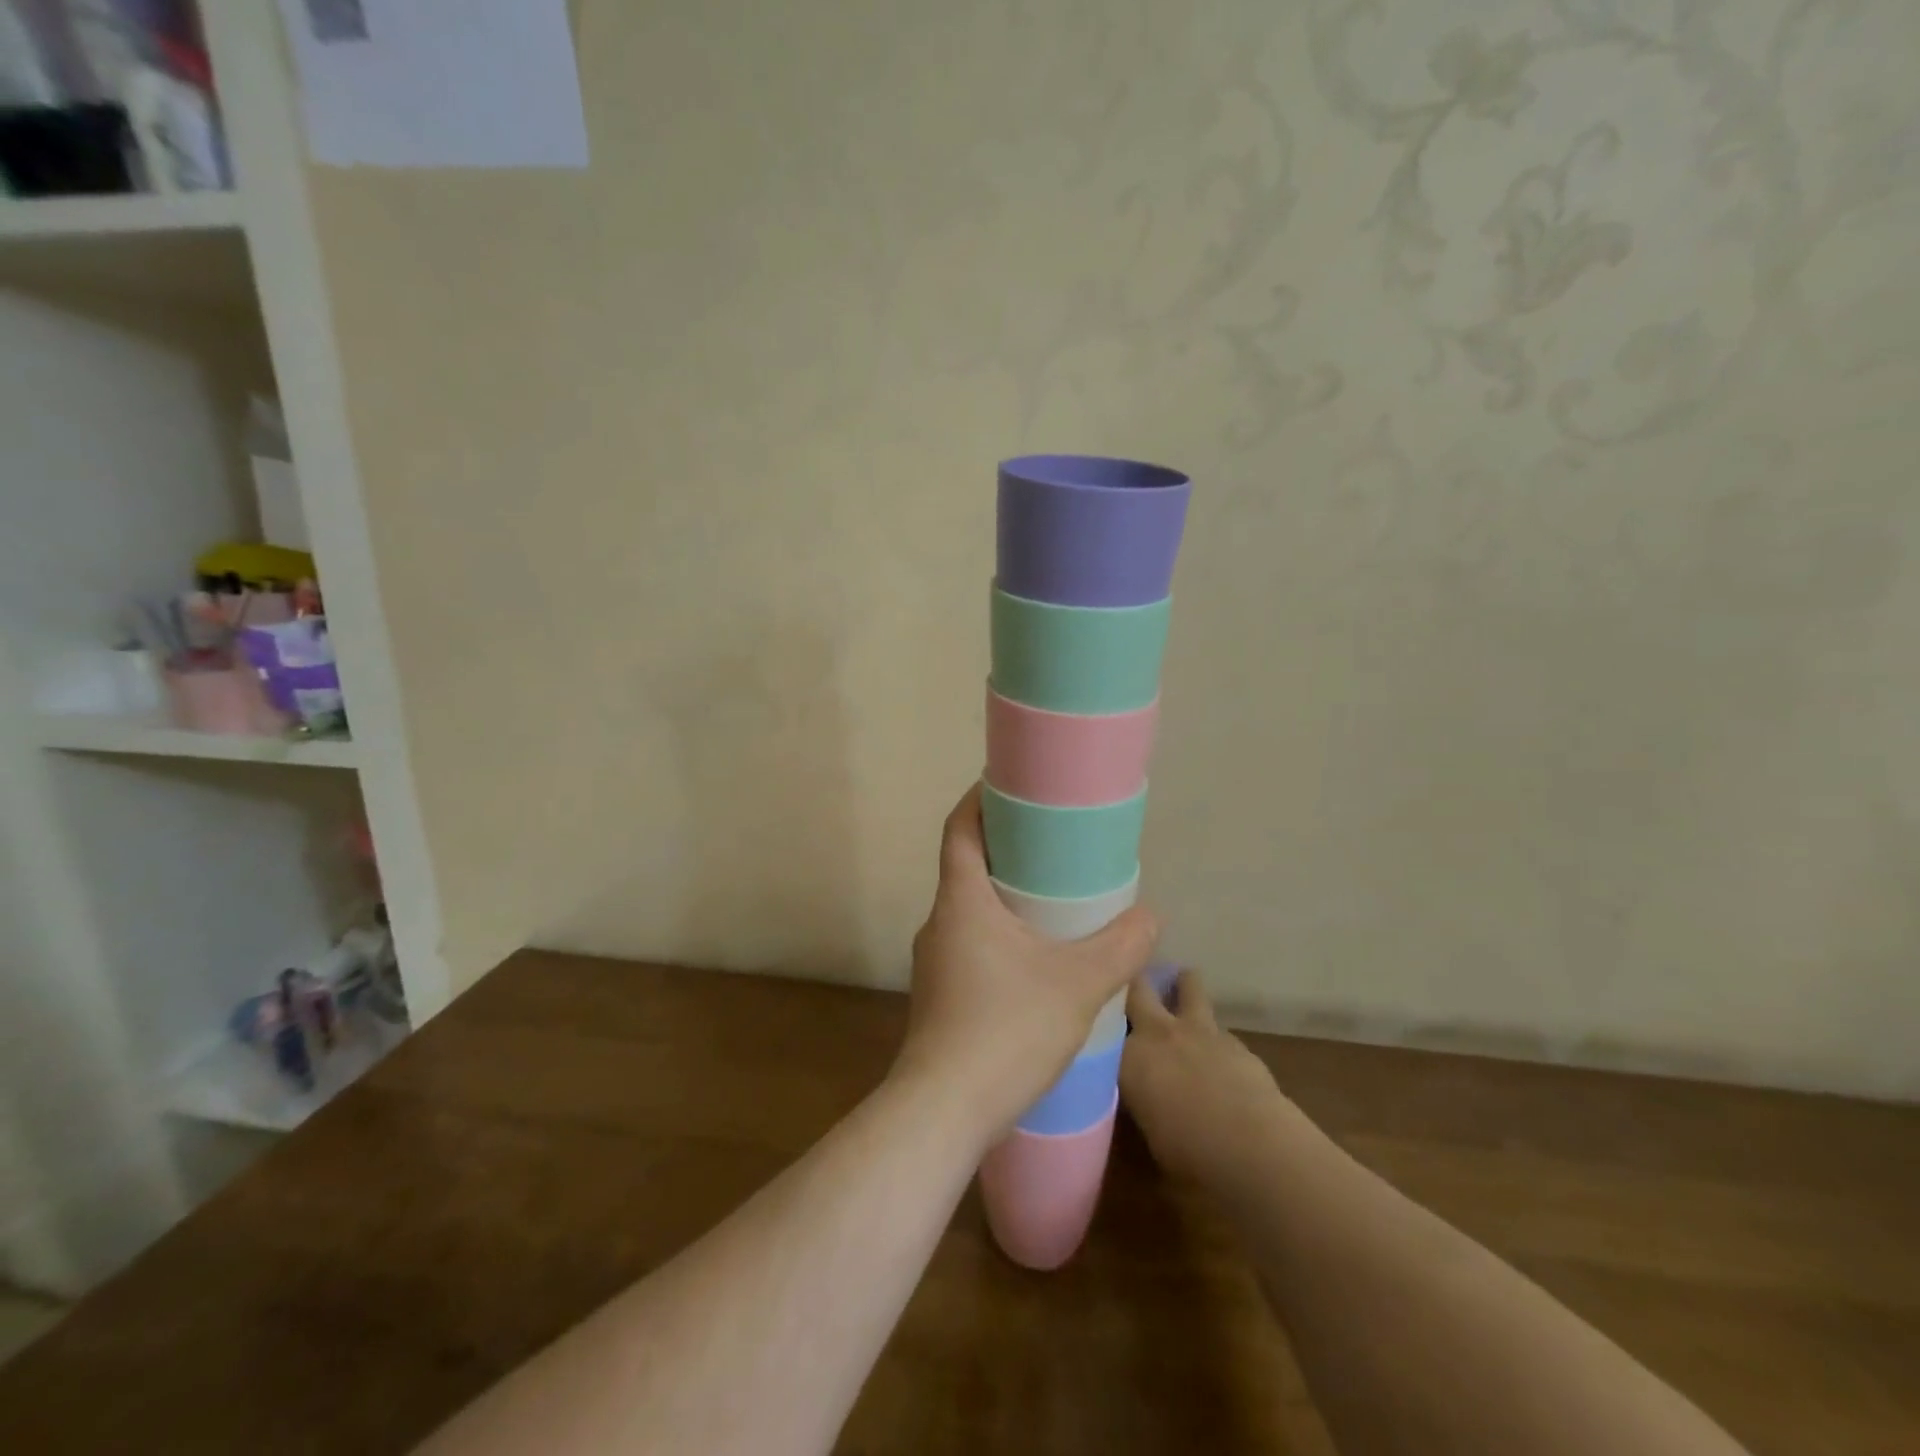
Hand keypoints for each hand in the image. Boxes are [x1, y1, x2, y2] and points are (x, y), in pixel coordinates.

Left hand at [893, 784, 1158, 1144]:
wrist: (943, 1112)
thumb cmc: (1005, 1030)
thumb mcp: (1077, 984)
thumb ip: (1120, 947)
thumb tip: (1151, 916)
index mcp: (960, 901)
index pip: (959, 828)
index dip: (979, 799)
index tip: (1010, 785)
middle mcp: (939, 922)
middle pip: (966, 866)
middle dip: (1005, 849)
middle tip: (1051, 844)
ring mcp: (935, 961)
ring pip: (970, 909)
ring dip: (1004, 896)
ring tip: (1052, 901)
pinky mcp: (941, 994)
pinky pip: (971, 944)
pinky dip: (1000, 933)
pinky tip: (1035, 960)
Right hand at [1120, 968, 1294, 1184]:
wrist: (1253, 1146)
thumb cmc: (1189, 1151)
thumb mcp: (1148, 1129)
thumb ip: (1141, 1098)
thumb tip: (1144, 1094)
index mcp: (1130, 1055)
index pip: (1108, 1024)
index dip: (1106, 1018)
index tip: (1101, 1017)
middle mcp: (1160, 1031)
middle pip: (1140, 987)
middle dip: (1136, 983)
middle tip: (1133, 988)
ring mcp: (1200, 1030)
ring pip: (1188, 985)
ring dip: (1183, 987)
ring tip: (1180, 992)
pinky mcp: (1235, 1040)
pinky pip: (1217, 1027)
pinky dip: (1213, 1036)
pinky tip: (1217, 1057)